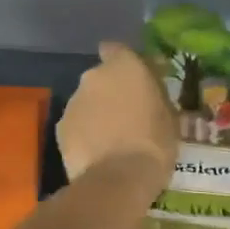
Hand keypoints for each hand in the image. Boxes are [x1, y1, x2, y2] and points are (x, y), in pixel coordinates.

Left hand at [58, 42, 178, 187]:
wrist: (118, 179)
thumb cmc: (154, 143)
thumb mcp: (169, 115)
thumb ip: (154, 94)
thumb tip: (150, 89)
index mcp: (124, 66)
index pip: (116, 49)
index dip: (123, 62)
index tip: (133, 79)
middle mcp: (93, 76)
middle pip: (100, 78)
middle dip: (110, 91)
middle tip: (126, 114)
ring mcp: (73, 102)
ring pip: (86, 102)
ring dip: (96, 113)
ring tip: (111, 139)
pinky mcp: (60, 128)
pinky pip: (75, 124)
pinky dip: (83, 133)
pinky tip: (96, 153)